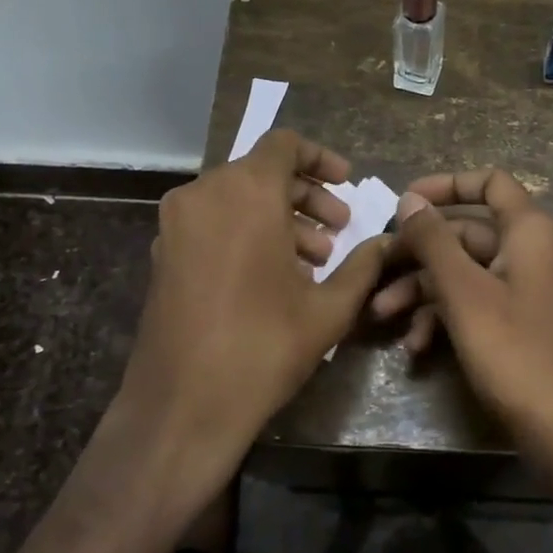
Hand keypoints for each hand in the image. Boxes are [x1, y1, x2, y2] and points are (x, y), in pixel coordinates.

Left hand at [115, 129, 391, 486]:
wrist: (181, 406)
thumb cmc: (263, 347)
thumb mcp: (329, 308)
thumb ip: (363, 265)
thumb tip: (388, 242)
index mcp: (245, 192)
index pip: (284, 145)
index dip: (321, 158)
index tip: (347, 184)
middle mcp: (204, 194)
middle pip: (262, 172)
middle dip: (306, 196)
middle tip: (339, 230)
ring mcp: (177, 224)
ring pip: (236, 198)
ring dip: (279, 217)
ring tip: (314, 260)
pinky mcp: (164, 253)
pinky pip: (213, 222)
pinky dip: (247, 232)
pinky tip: (275, 277)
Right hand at [381, 168, 552, 442]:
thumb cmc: (514, 352)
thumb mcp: (463, 293)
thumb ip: (434, 240)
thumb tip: (410, 200)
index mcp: (533, 232)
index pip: (491, 183)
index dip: (446, 185)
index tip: (405, 202)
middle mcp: (541, 251)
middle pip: (471, 233)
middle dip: (420, 256)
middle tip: (378, 273)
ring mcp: (539, 288)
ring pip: (472, 272)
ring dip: (427, 291)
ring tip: (384, 317)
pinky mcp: (533, 321)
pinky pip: (487, 301)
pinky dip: (452, 315)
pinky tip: (418, 346)